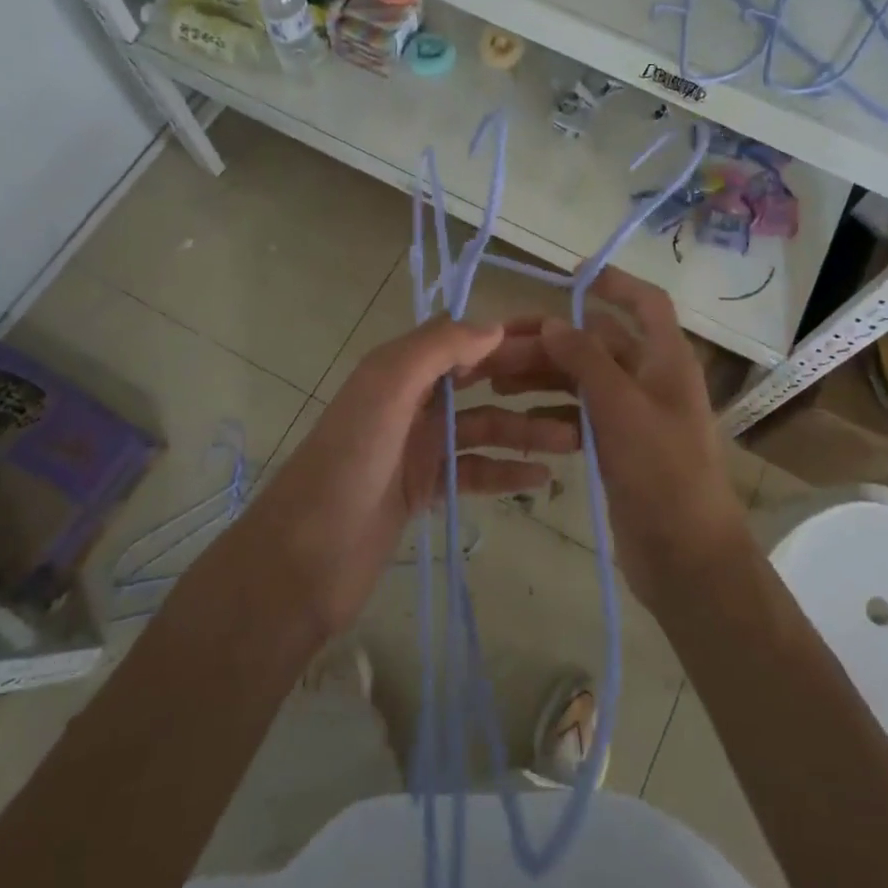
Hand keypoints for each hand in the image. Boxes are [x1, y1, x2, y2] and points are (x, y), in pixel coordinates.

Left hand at [236, 317, 581, 640]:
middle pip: (482, 380)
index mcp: (401, 369)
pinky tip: (541, 479)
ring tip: (577, 440)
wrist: (301, 562)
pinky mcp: (424, 489)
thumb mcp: (385, 390)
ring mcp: (419, 446)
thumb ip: (436, 349)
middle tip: (586, 388)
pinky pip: (476, 471)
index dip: (513, 334)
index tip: (565, 337)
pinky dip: (506, 472)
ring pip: (485, 428)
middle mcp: (412, 401)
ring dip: (528, 430)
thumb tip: (495, 326)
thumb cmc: (346, 465)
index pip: (467, 338)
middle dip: (530, 380)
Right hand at [482, 269, 750, 609]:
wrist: (686, 556)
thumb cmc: (662, 472)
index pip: (646, 303)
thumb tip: (555, 322)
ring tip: (497, 383)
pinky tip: (520, 415)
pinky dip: (554, 409)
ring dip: (546, 374)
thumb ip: (587, 359)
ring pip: (585, 379)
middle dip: (553, 340)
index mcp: (666, 360)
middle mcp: (652, 379)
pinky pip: (582, 414)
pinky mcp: (620, 447)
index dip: (614, 283)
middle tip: (498, 349)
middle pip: (600, 342)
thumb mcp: (621, 407)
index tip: (571, 275)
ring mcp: (636, 415)